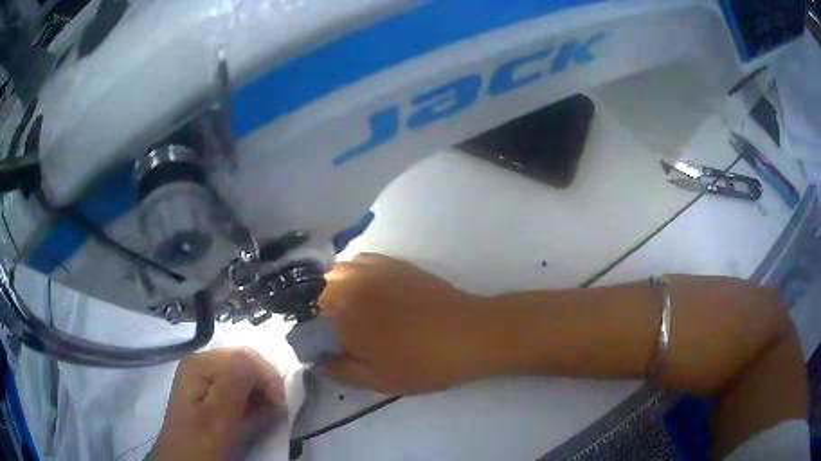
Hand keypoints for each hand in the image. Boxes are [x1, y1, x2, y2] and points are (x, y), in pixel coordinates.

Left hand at [153, 348, 285, 460]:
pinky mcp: (207, 390)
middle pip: (243, 361)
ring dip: (258, 391)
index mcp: (199, 363)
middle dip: (264, 383)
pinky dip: (249, 396)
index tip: (279, 406)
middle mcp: (200, 362)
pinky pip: (235, 384)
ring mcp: (203, 376)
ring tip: (263, 413)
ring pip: (242, 372)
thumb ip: (234, 384)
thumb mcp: (218, 416)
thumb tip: (254, 359)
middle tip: (274, 410)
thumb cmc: (201, 442)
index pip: (244, 356)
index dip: (266, 377)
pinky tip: (250, 412)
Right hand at [318, 253, 492, 393]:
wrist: (470, 333)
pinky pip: (360, 261)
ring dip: (331, 287)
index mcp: (343, 313)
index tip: (316, 346)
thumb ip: (340, 371)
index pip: (306, 317)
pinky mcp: (394, 263)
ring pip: (336, 271)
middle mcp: (352, 284)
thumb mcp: (378, 379)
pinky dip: (353, 274)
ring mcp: (374, 268)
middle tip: (331, 330)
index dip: (306, 332)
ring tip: (345, 310)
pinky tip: (366, 291)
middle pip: (316, 288)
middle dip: (315, 307)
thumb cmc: (423, 362)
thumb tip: (318, 363)